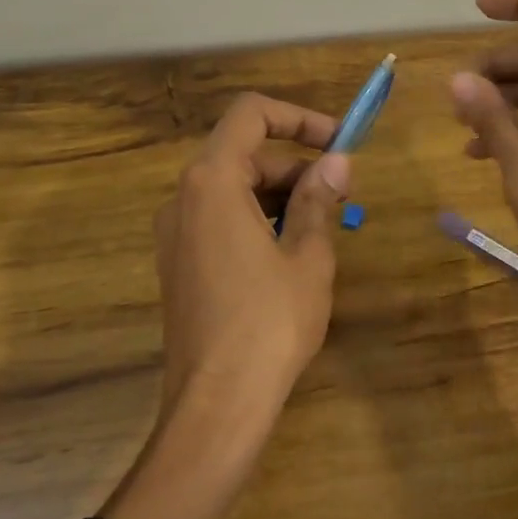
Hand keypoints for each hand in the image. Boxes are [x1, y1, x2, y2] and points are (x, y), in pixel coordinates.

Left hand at [154, 92, 352, 417]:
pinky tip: (290, 254)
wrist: (217, 403)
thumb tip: (337, 162)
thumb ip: (318, 200)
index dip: (299, 118)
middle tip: (342, 195)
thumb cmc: (270, 323)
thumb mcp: (307, 256)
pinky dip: (257, 220)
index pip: (251, 115)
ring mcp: (175, 232)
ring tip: (323, 228)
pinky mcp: (178, 263)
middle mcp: (183, 198)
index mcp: (212, 182)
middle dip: (296, 166)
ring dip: (280, 195)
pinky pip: (220, 220)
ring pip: (233, 189)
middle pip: (244, 154)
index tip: (339, 142)